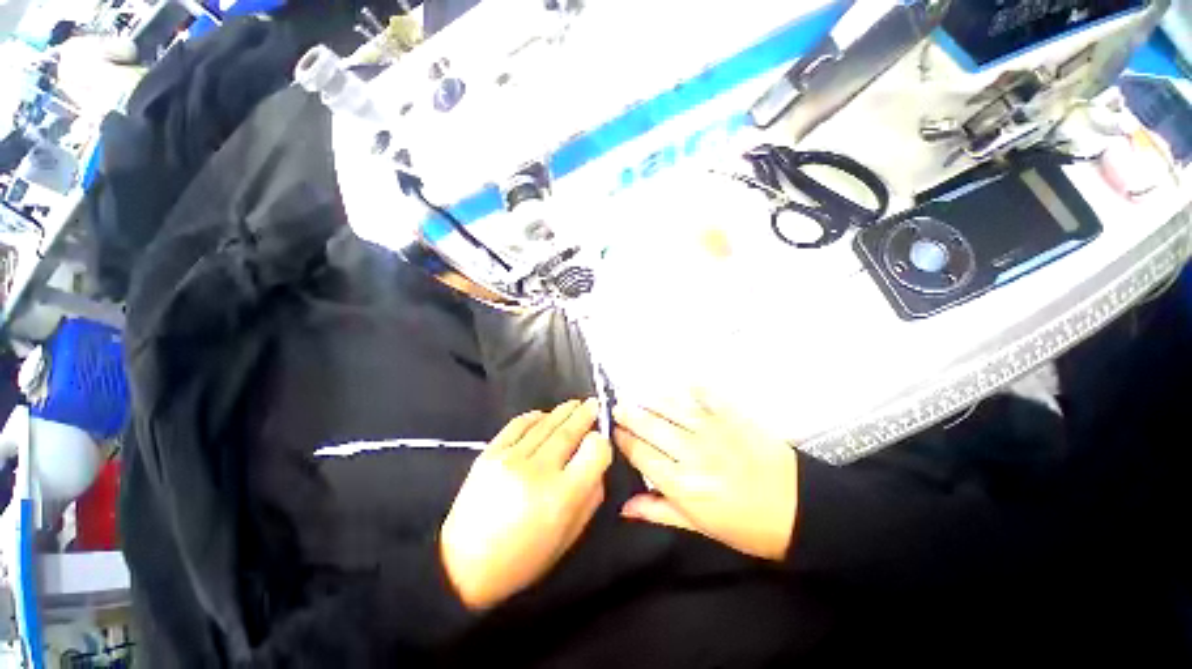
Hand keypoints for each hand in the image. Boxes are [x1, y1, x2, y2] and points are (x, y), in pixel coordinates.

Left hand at [440, 399, 611, 610]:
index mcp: (562, 496)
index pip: (594, 451)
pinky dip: (534, 416)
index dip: (601, 442)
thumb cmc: (523, 559)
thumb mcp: (568, 537)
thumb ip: (590, 498)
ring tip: (575, 404)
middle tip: (594, 404)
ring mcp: (511, 458)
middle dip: (585, 415)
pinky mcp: (489, 453)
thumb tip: (597, 465)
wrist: (463, 566)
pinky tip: (544, 414)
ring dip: (563, 411)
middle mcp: (539, 471)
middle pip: (569, 432)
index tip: (600, 439)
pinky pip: (518, 425)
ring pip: (546, 424)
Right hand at [613, 396, 797, 560]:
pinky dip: (692, 388)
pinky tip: (680, 383)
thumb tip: (625, 507)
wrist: (800, 510)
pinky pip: (706, 396)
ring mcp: (713, 431)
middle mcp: (693, 453)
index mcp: (683, 485)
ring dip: (651, 401)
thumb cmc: (748, 527)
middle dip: (630, 416)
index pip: (641, 455)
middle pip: (651, 427)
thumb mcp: (701, 528)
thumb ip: (660, 512)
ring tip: (636, 396)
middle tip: (617, 408)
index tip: (614, 432)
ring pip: (672, 409)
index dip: (624, 441)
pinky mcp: (733, 417)